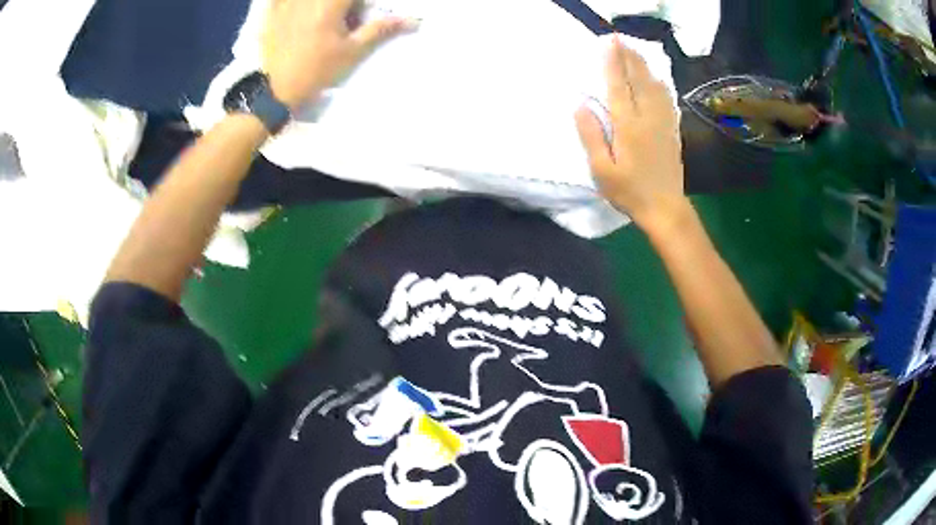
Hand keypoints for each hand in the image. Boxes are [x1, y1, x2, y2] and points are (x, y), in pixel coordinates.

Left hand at [262, 0, 414, 108]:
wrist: (276, 91)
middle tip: (346, 21)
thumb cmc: (318, 71)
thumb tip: (414, 20)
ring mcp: (286, 3)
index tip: (361, 17)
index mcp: (330, 4)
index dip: (362, 6)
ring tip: (323, 24)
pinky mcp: (271, 12)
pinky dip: (287, 3)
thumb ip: (381, 29)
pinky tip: (300, 13)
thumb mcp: (353, 51)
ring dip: (322, 7)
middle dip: (346, 7)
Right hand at [575, 36, 687, 232]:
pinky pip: (666, 98)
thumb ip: (591, 135)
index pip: (618, 84)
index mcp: (628, 124)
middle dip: (629, 57)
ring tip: (635, 51)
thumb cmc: (630, 191)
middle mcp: (648, 117)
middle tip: (621, 39)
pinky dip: (659, 83)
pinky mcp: (671, 129)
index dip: (613, 61)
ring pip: (654, 85)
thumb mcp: (602, 169)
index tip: (609, 42)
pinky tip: (655, 78)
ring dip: (644, 66)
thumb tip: (580, 105)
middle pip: (639, 79)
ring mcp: (663, 122)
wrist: (665, 208)